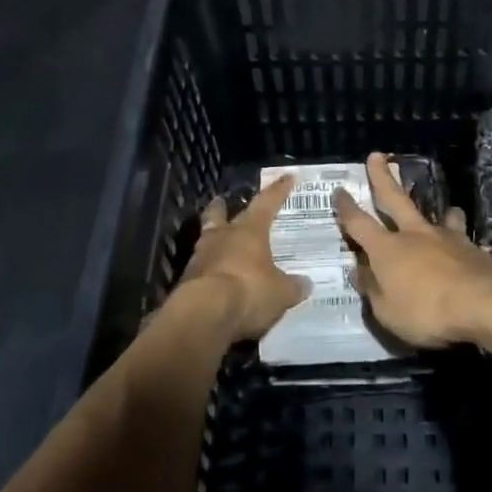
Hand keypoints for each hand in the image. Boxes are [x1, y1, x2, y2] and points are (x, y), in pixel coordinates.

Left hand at [178, 175, 307, 342]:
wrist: (204, 314)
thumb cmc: (249, 291)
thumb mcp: (281, 293)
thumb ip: (292, 286)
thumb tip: (305, 284)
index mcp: (249, 231)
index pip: (266, 203)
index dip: (278, 190)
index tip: (287, 176)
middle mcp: (222, 237)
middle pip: (219, 215)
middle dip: (222, 208)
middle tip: (221, 202)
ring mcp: (200, 257)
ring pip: (206, 240)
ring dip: (213, 240)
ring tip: (219, 244)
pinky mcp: (186, 281)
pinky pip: (200, 269)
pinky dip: (209, 270)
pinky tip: (215, 278)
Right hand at [333, 153, 491, 347]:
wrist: (484, 305)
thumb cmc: (427, 312)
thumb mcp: (387, 313)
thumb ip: (373, 290)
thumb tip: (360, 271)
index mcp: (387, 250)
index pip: (359, 223)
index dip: (346, 208)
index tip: (339, 190)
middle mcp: (414, 235)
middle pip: (395, 199)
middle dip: (382, 177)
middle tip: (376, 156)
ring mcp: (446, 238)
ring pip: (439, 216)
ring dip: (439, 212)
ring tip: (446, 211)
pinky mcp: (473, 249)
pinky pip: (462, 238)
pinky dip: (460, 241)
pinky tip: (467, 250)